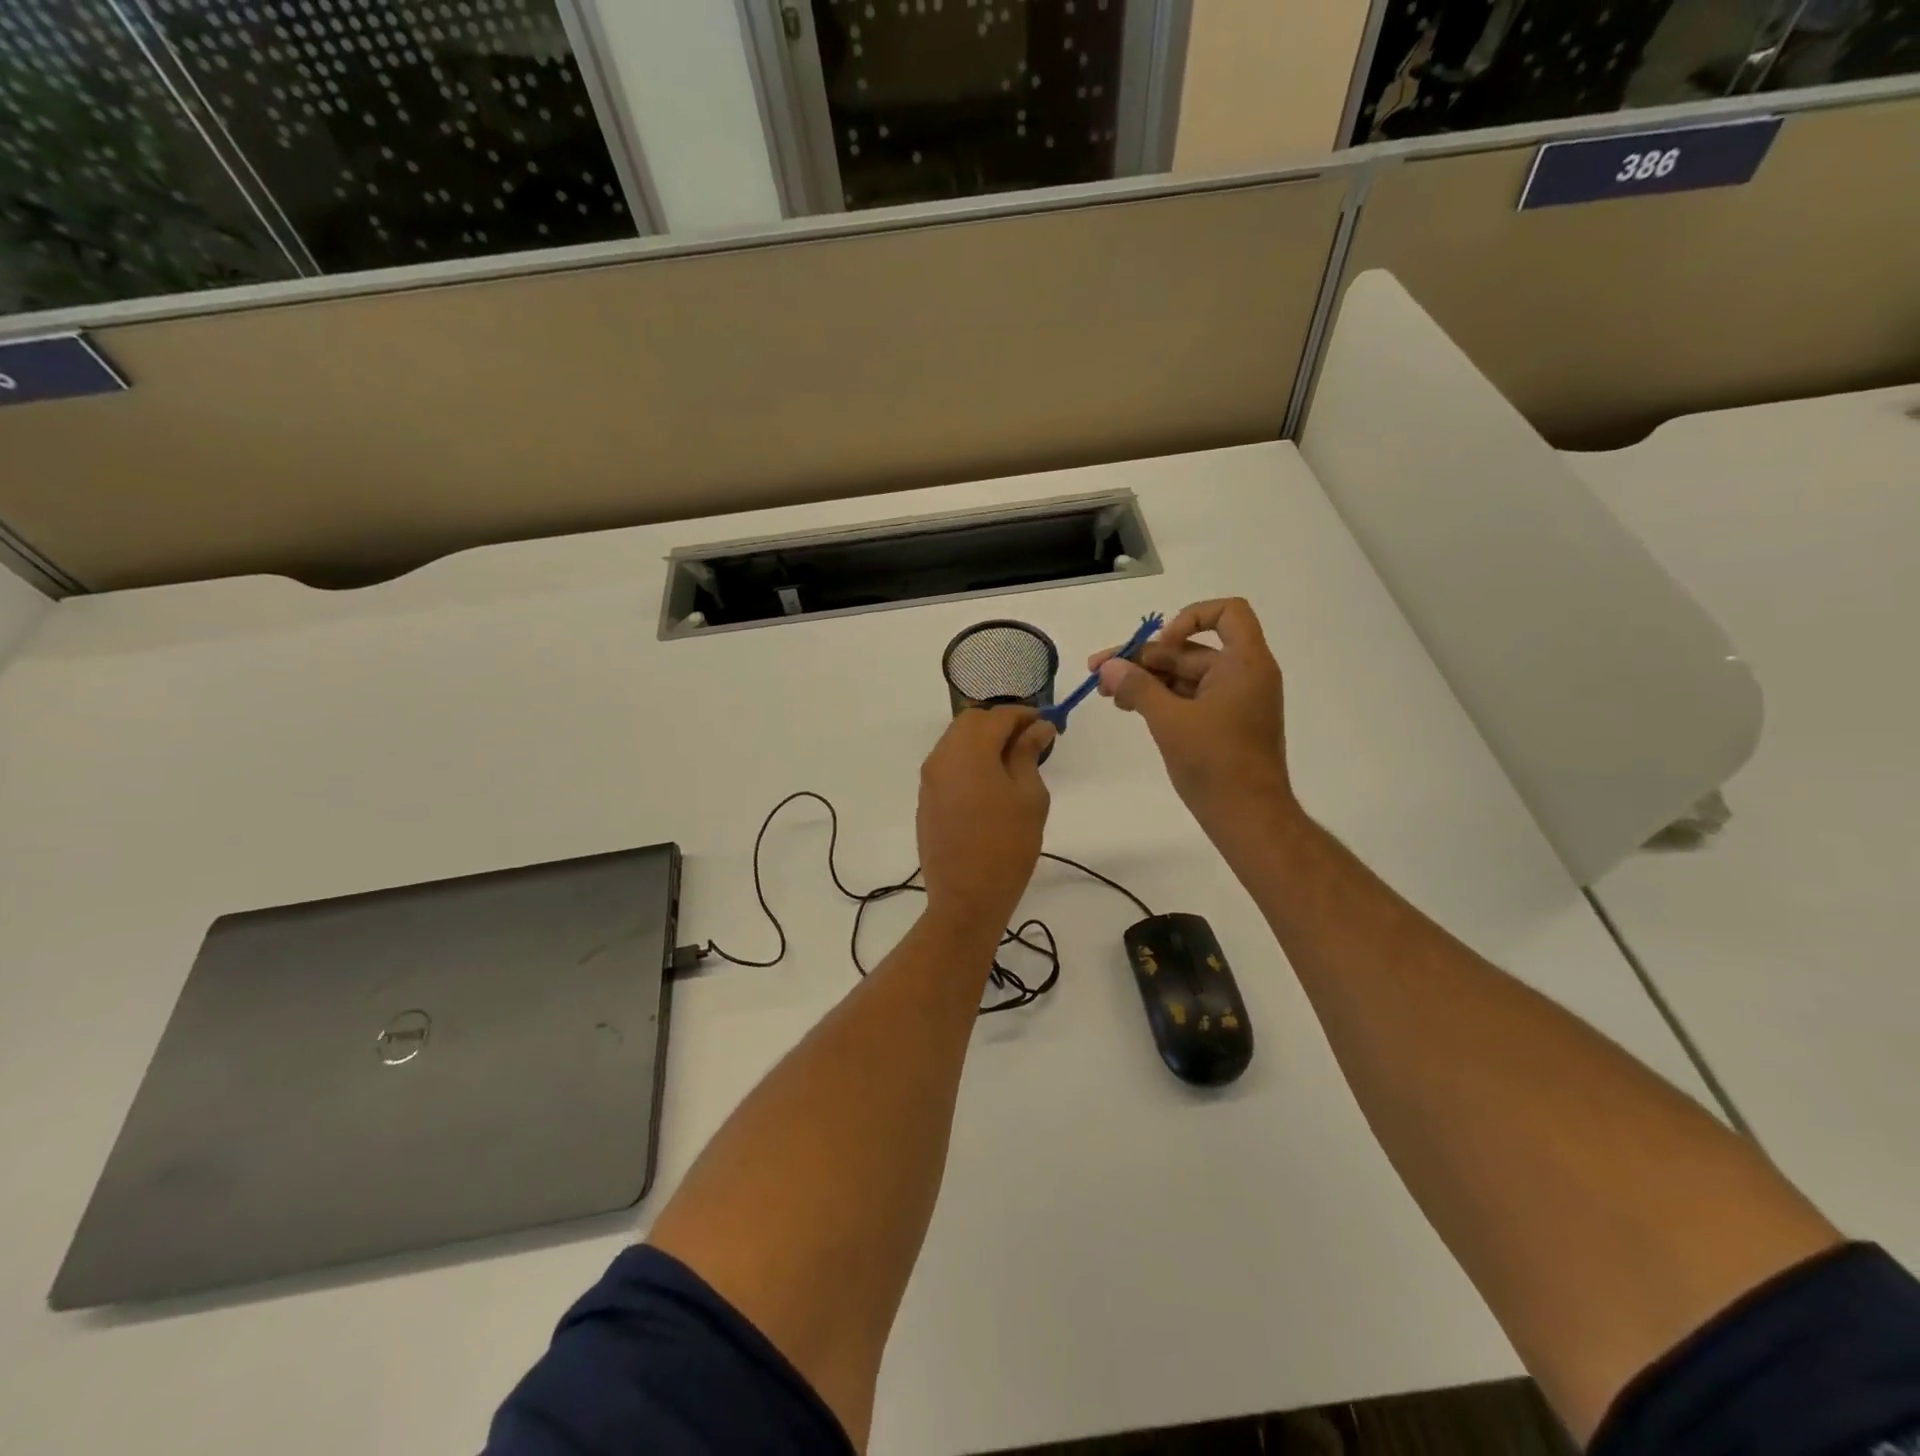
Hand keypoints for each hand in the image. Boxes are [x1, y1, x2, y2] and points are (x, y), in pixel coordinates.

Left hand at [917, 706, 1054, 934]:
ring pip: (956, 742)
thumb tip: (1038, 728)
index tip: (1048, 724)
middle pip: (971, 722)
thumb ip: (1028, 754)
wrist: (966, 898)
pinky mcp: (926, 798)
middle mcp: (941, 757)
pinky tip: (991, 782)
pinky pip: (948, 765)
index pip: (998, 716)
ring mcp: (929, 779)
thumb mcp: (1029, 796)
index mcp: (968, 751)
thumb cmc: (1007, 845)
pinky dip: (969, 761)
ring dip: (983, 741)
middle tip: (1031, 741)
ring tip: (1013, 762)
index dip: (1025, 715)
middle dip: (1001, 724)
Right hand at [1093, 598, 1296, 835]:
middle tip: (1100, 673)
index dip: (1190, 618)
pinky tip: (1130, 707)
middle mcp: (1243, 675)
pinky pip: (1189, 698)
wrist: (1249, 818)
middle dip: (1145, 659)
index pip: (1227, 613)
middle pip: (1190, 649)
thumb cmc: (1216, 764)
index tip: (1160, 644)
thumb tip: (1109, 666)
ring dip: (1146, 679)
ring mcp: (1233, 700)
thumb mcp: (1170, 721)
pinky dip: (1160, 698)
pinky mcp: (1223, 723)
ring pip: (1185, 675)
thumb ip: (1138, 687)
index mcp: (1244, 664)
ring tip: (1107, 693)